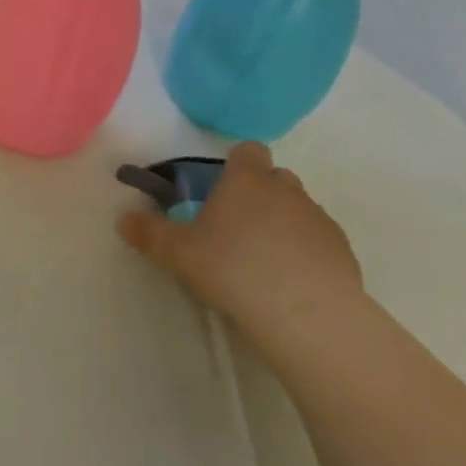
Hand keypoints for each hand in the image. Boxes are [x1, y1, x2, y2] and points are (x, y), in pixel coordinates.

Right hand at [117, 142, 361, 338]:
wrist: (305, 314)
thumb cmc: (233, 269)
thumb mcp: (177, 253)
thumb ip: (148, 233)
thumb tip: (123, 218)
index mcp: (246, 180)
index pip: (247, 151)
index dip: (235, 165)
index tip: (220, 190)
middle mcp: (285, 190)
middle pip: (274, 178)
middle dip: (257, 195)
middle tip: (233, 229)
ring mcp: (318, 219)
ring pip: (297, 209)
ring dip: (281, 224)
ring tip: (260, 261)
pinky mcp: (342, 251)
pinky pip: (317, 241)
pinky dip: (303, 253)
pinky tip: (287, 283)